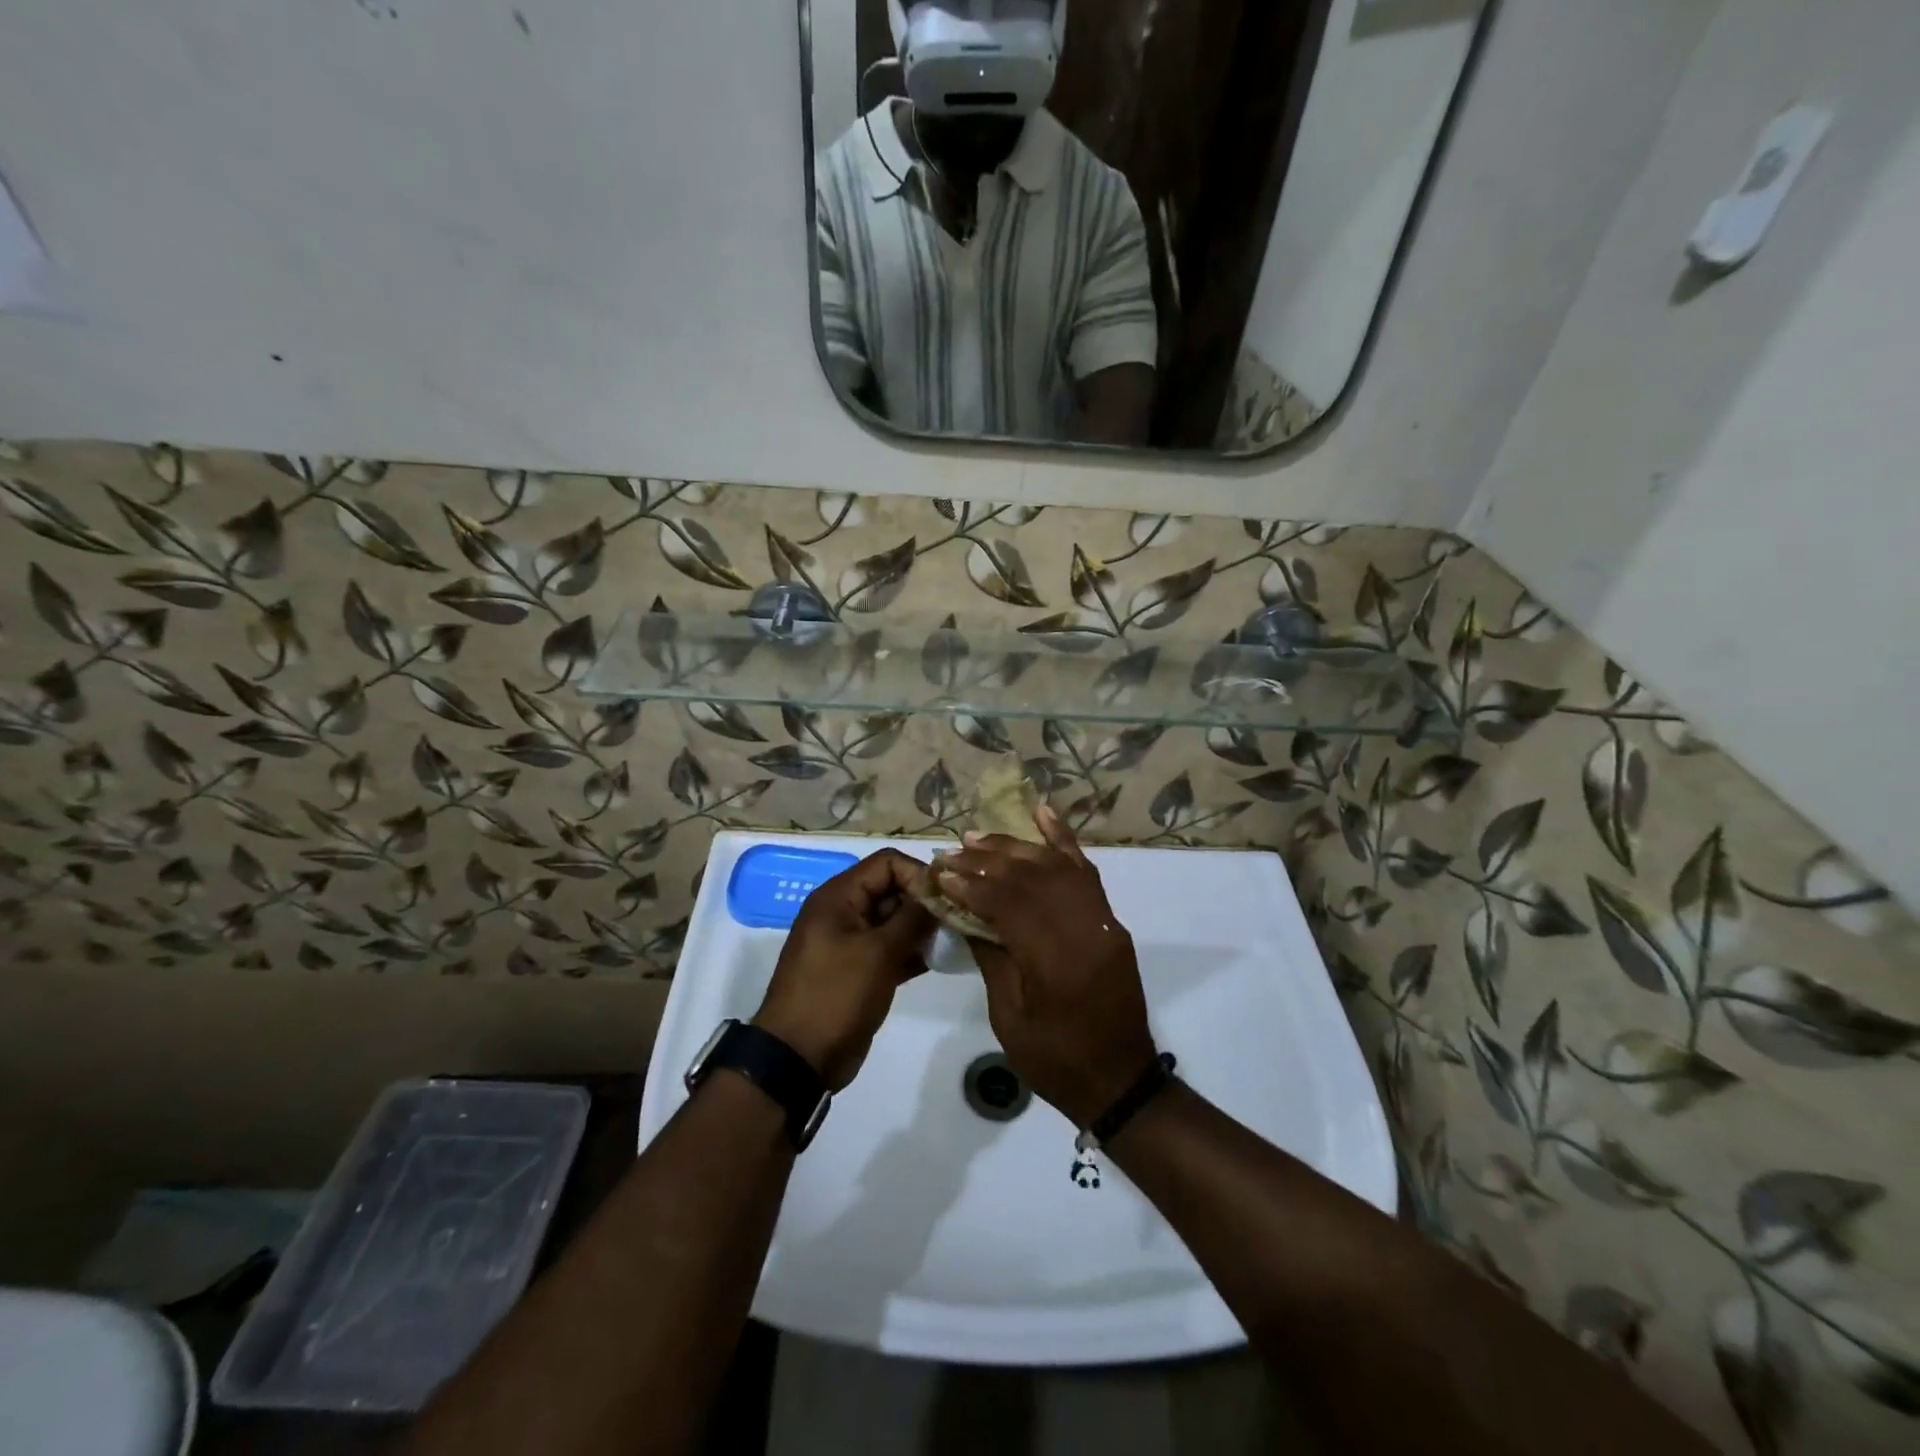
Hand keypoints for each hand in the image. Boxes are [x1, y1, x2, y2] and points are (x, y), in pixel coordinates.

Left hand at [753, 849, 935, 1090]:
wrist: (799, 1059)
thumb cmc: (836, 995)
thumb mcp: (878, 952)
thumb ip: (913, 918)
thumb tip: (939, 892)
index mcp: (839, 896)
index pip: (887, 863)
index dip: (918, 875)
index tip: (946, 900)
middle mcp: (844, 911)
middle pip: (892, 888)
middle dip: (924, 902)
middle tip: (955, 923)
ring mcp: (851, 942)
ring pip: (894, 920)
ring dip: (922, 928)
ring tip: (951, 942)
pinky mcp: (859, 969)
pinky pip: (890, 948)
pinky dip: (912, 951)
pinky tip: (938, 961)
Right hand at [932, 809, 1156, 1126]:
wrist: (1121, 1079)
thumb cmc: (1056, 1061)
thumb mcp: (1010, 1018)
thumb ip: (991, 957)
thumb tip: (965, 912)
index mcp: (1056, 963)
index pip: (1009, 904)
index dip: (971, 885)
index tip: (941, 873)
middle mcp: (1084, 931)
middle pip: (1032, 878)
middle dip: (987, 861)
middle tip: (953, 852)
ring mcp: (1103, 922)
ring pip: (1057, 866)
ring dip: (1017, 847)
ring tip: (980, 837)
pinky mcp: (1111, 921)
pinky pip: (1087, 871)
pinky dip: (1064, 840)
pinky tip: (1043, 813)